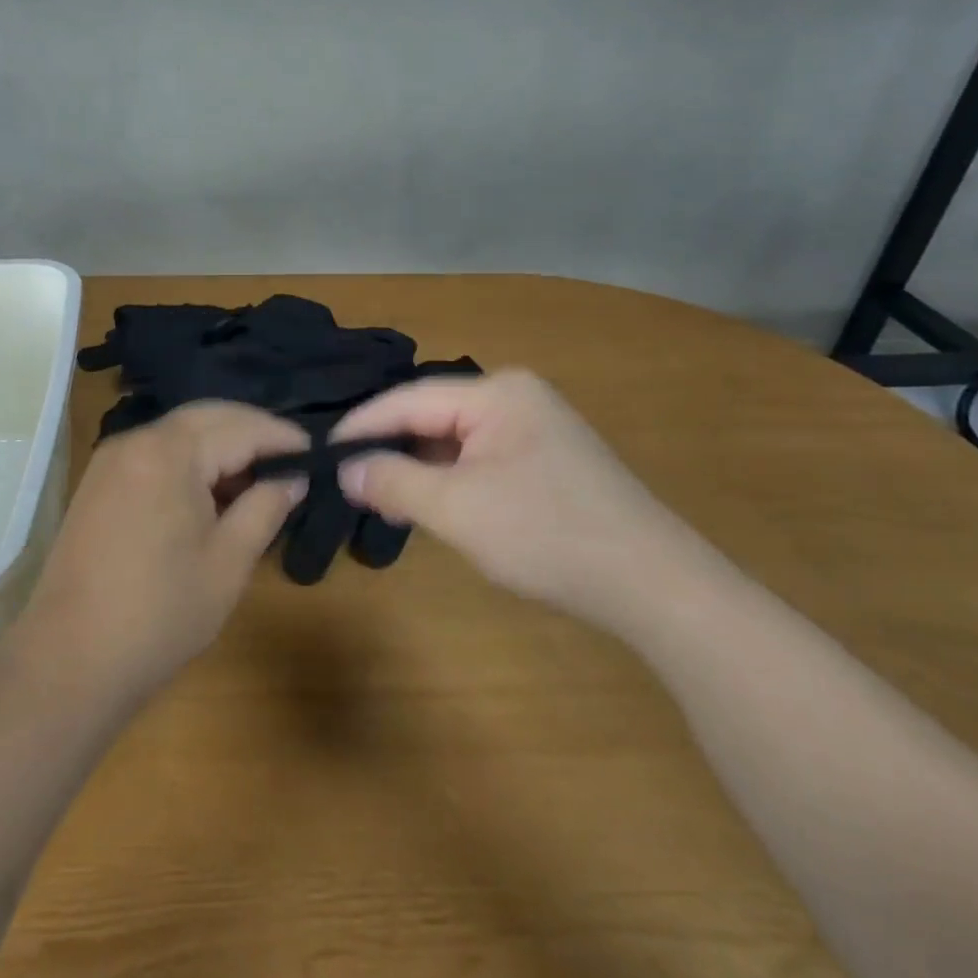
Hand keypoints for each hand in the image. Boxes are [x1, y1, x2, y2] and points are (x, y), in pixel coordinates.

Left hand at [15, 402, 308, 706]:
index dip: (282, 438)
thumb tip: (293, 479)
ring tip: (257, 482)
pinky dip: (190, 463)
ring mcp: (111, 460)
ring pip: (180, 434)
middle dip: (252, 434)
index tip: (317, 455)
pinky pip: (157, 454)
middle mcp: (136, 440)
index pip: (240, 426)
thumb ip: (265, 508)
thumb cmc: (160, 614)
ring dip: (221, 448)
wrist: (68, 662)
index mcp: (169, 451)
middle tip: (291, 463)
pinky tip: (211, 494)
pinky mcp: (99, 483)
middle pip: (208, 418)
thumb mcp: (228, 562)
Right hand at [332, 369, 711, 630]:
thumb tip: (345, 468)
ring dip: (419, 469)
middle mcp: (516, 396)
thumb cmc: (548, 535)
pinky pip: (480, 458)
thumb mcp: (457, 509)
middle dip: (390, 450)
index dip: (362, 425)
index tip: (323, 453)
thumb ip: (393, 481)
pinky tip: (435, 506)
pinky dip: (451, 480)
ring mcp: (536, 426)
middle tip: (350, 486)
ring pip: (454, 440)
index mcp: (497, 392)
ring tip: (384, 502)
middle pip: (432, 416)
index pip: (409, 399)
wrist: (655, 586)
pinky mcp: (548, 459)